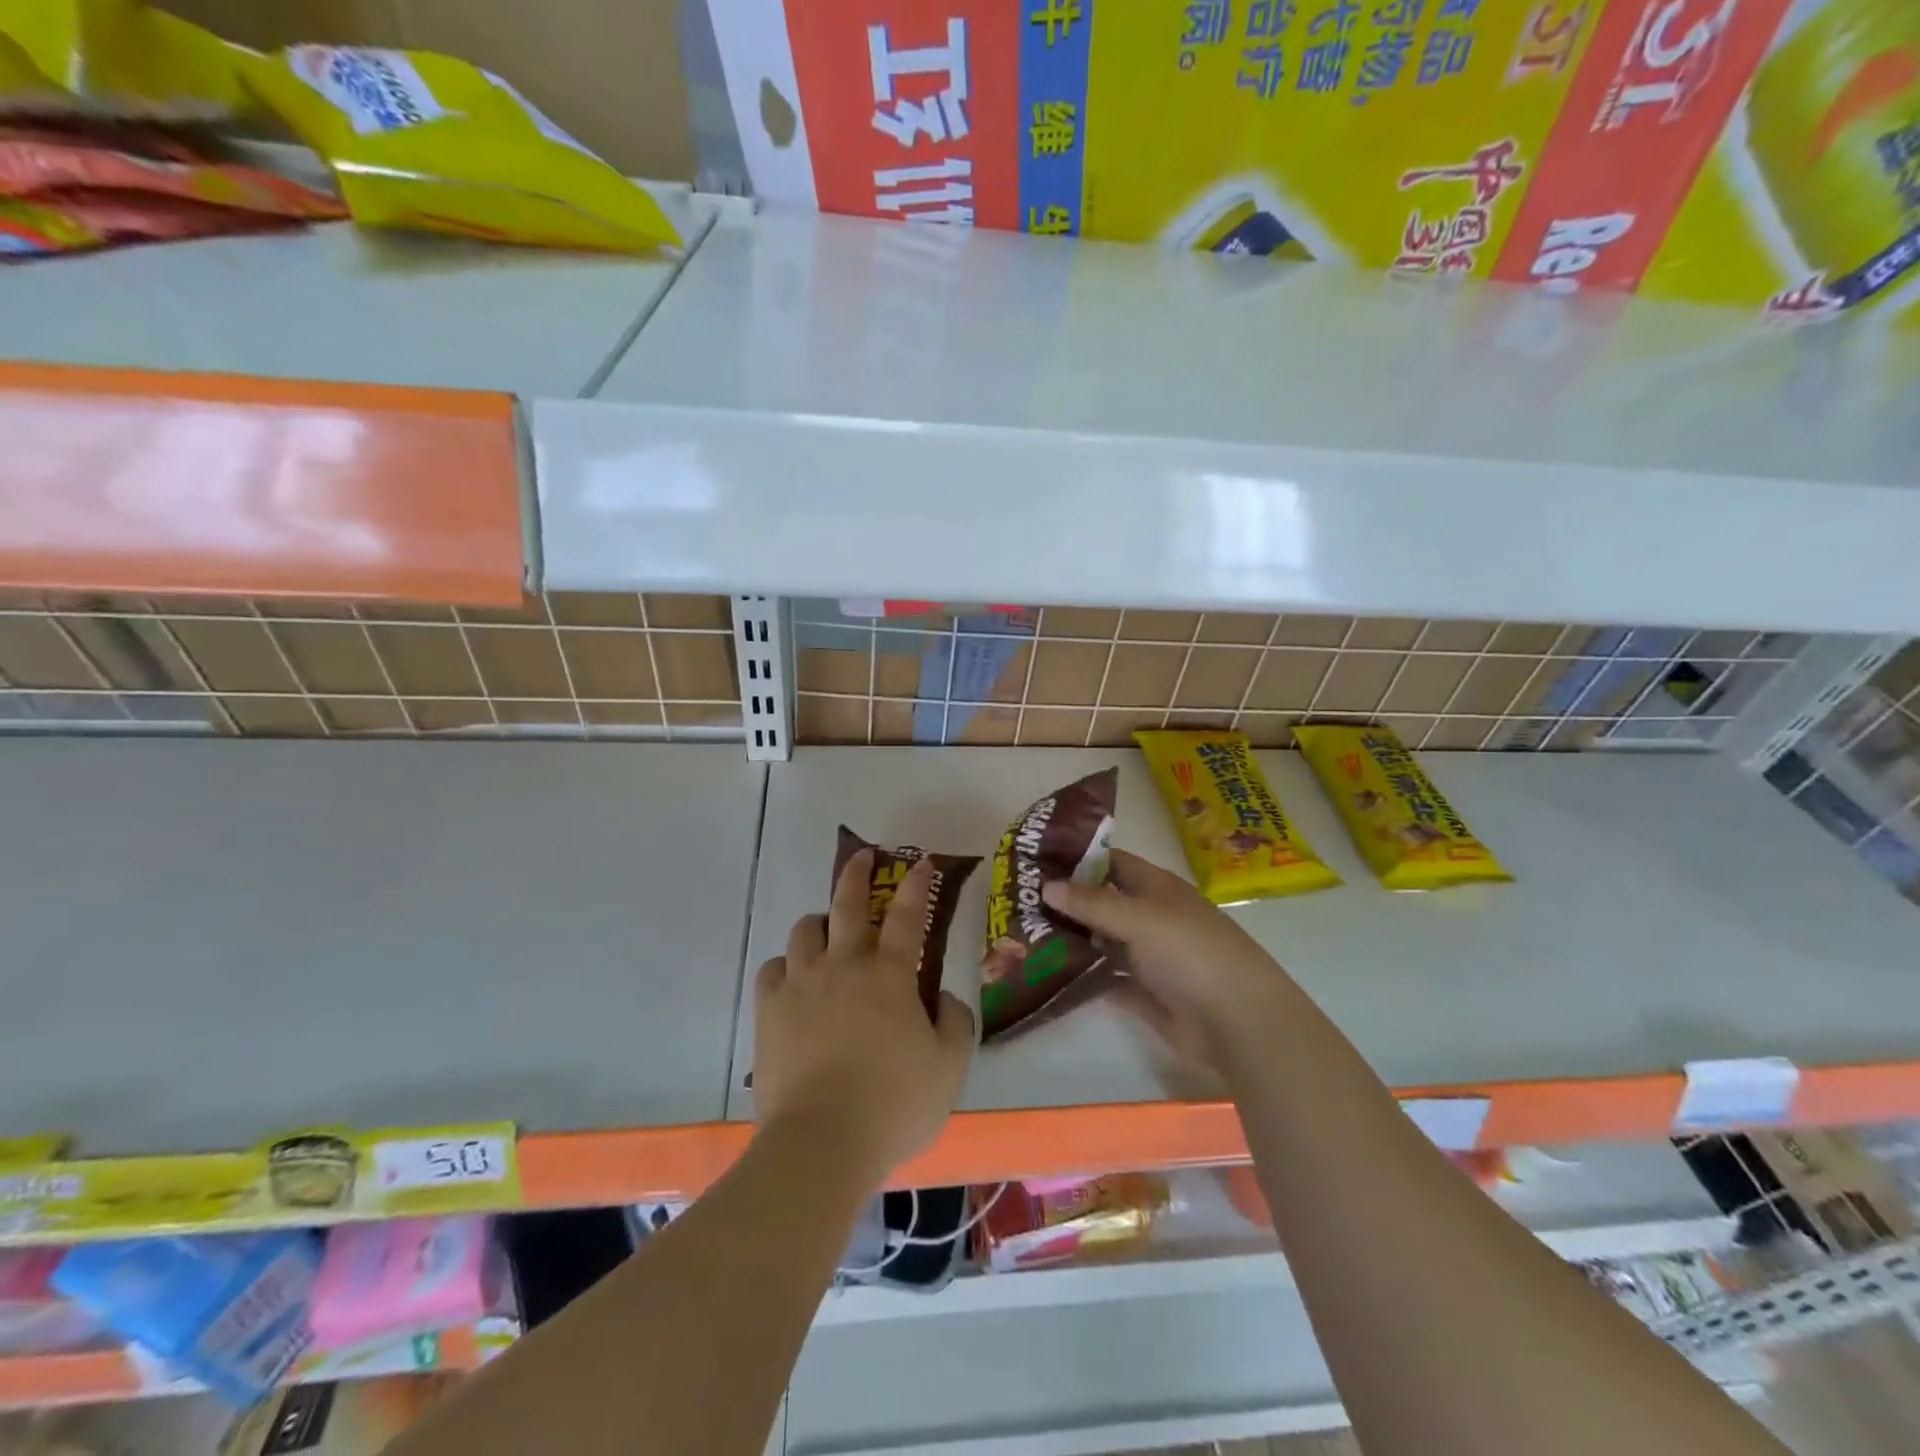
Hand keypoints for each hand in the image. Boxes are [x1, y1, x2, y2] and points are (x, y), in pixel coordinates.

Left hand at [752, 850, 974, 1186]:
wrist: (822, 1142)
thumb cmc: (894, 1103)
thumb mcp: (948, 1068)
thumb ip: (954, 1024)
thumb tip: (944, 998)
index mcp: (890, 975)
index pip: (908, 916)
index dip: (917, 885)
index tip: (921, 862)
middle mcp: (844, 966)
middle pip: (848, 904)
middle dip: (858, 874)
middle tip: (863, 856)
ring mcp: (802, 984)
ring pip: (805, 931)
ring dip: (820, 924)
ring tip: (827, 933)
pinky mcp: (770, 1010)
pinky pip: (773, 969)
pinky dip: (787, 966)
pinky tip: (794, 979)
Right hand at [1043, 848, 1293, 1065]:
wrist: (1237, 1022)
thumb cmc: (1191, 953)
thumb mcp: (1140, 918)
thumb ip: (1092, 903)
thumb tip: (1046, 886)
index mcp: (1156, 888)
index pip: (1111, 862)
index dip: (1077, 858)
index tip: (1035, 860)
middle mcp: (1150, 917)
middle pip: (1101, 903)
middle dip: (1064, 902)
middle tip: (1016, 902)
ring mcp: (1147, 956)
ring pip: (1099, 942)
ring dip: (1068, 940)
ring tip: (1021, 937)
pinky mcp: (1143, 993)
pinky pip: (1104, 979)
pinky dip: (1080, 976)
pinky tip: (1046, 974)